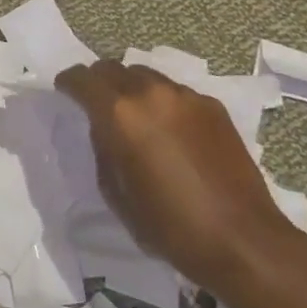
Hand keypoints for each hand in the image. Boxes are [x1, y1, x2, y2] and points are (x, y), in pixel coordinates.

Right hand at [56, 60, 302, 293]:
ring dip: (132, 89)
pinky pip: (176, 93)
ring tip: (135, 116)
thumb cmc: (170, 226)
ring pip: (146, 76)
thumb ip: (103, 151)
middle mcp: (151, 93)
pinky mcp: (213, 106)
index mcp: (120, 114)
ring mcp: (186, 96)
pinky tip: (171, 131)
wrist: (242, 240)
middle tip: (96, 102)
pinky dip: (163, 103)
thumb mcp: (117, 194)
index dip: (68, 83)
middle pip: (113, 68)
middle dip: (99, 81)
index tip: (64, 91)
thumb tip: (104, 131)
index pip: (82, 79)